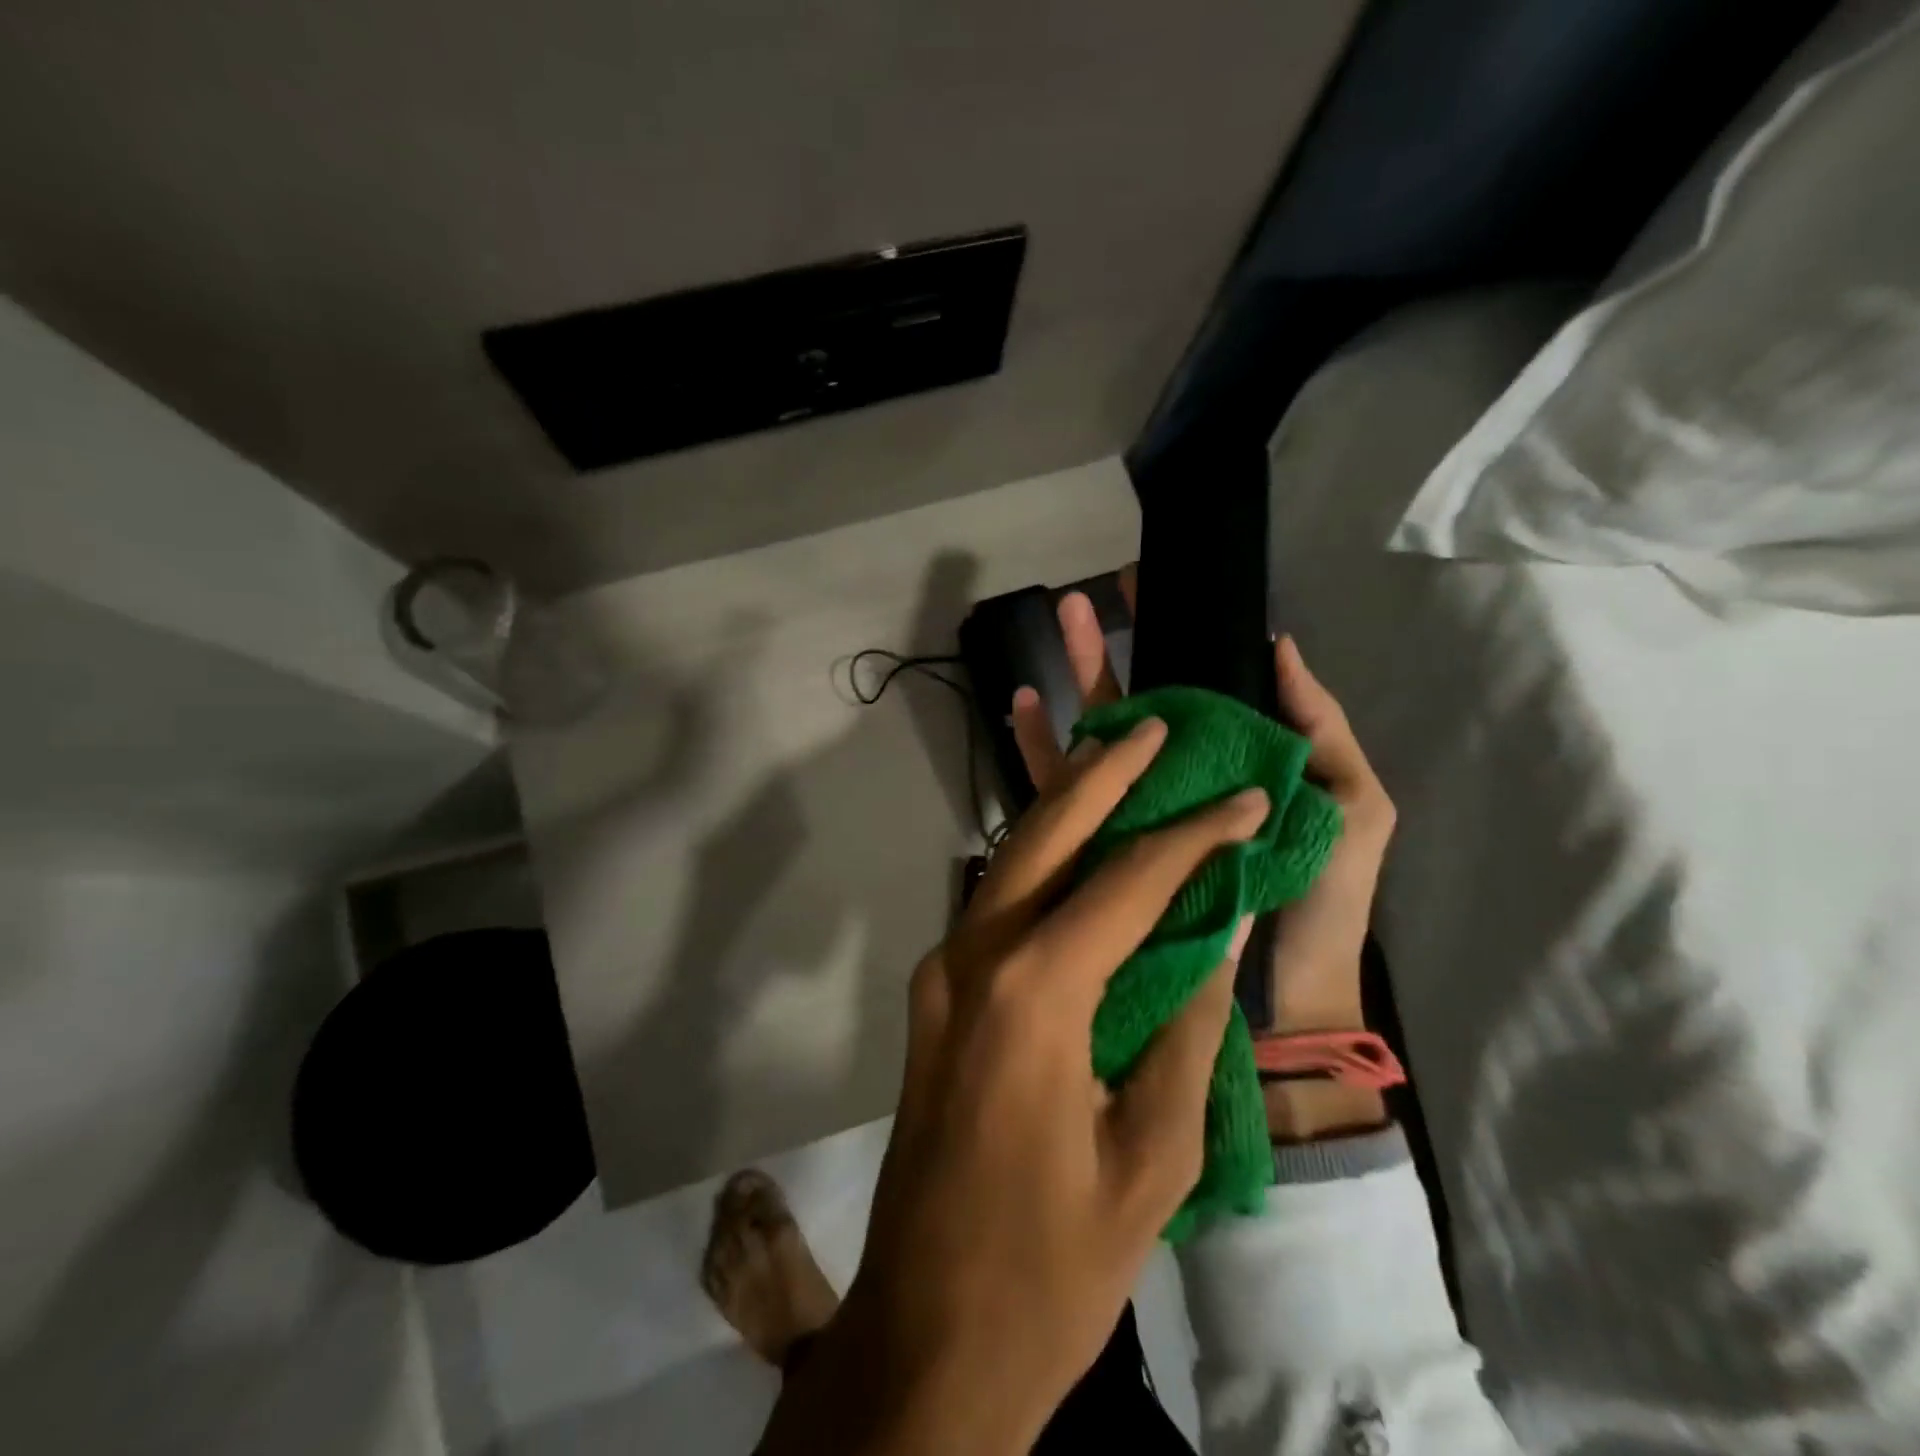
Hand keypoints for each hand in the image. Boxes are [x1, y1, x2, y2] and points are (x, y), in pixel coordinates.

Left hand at [761, 717, 1263, 1455]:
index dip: (1194, 836)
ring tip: (1117, 763)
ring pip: (1009, 860)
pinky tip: (1078, 849)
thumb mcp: (1151, 1159)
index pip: (1127, 882)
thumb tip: (1215, 939)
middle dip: (1101, 774)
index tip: (1245, 799)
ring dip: (1064, 808)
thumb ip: (1186, 1033)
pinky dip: (1041, 863)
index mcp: (1034, 995)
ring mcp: (942, 970)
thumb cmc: (1052, 1266)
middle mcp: (974, 957)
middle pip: (1044, 835)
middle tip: (1150, 726)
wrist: (926, 1332)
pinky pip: (995, 905)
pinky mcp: (934, 993)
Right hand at [1011, 583, 1395, 1138]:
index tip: (1157, 588)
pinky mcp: (1105, 847)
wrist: (1280, 992)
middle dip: (1114, 648)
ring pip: (1099, 735)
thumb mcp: (1351, 805)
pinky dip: (1045, 749)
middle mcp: (1180, 778)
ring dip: (1077, 682)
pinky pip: (1068, 792)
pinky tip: (1022, 708)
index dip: (1180, 637)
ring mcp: (1138, 810)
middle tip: (1086, 597)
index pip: (1202, 687)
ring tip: (1058, 627)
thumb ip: (1320, 729)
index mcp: (1234, 762)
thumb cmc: (1324, 897)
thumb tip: (1279, 644)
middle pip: (1141, 703)